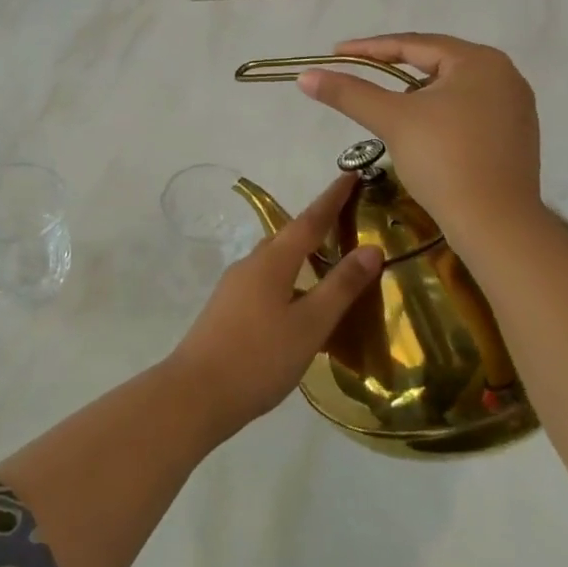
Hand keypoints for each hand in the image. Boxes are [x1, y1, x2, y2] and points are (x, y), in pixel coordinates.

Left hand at [166, 175, 381, 440]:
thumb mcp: (309, 324)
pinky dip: (289, 276)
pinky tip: (298, 299)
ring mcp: (235, 285)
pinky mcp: (228, 307)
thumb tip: (370, 248)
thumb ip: (340, 287)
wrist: (196, 392)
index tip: (350, 174)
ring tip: (328, 258)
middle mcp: (252, 264)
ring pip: (276, 259)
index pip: (310, 220)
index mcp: (272, 261)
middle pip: (290, 235)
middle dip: (318, 224)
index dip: (332, 198)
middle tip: (346, 217)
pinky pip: (267, 280)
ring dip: (302, 252)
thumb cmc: (259, 357)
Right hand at [297, 34, 548, 245]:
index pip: (414, 45)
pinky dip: (439, 113)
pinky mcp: (516, 135)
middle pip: (436, 63)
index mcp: (479, 61)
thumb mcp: (391, 119)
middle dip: (394, 68)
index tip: (336, 53)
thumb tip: (305, 76)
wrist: (497, 225)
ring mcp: (515, 106)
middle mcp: (504, 74)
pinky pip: (468, 110)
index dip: (370, 48)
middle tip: (359, 73)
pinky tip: (422, 131)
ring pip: (451, 88)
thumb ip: (348, 93)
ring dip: (417, 93)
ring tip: (388, 107)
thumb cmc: (444, 160)